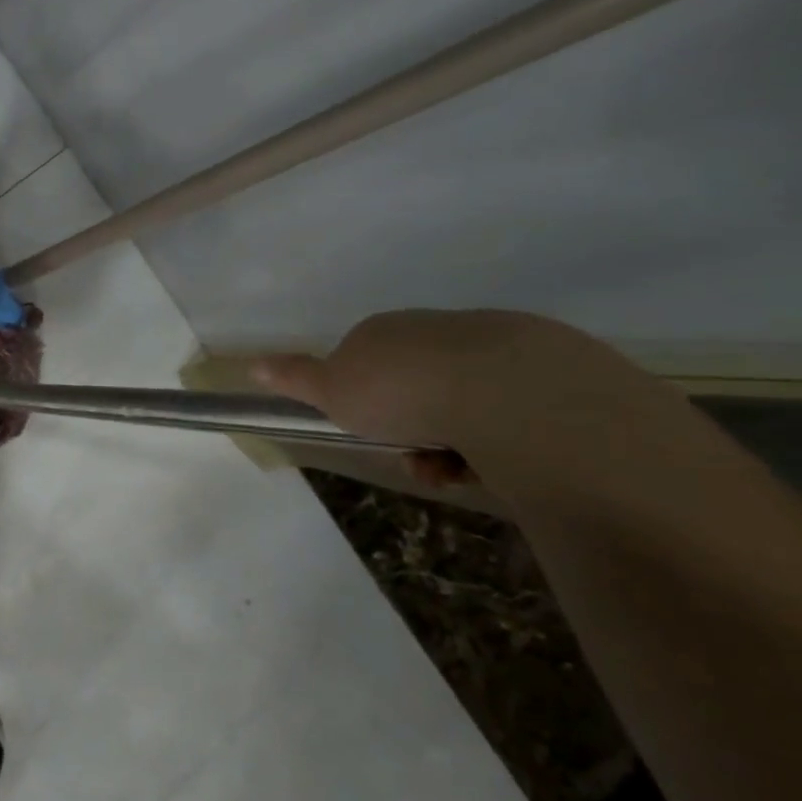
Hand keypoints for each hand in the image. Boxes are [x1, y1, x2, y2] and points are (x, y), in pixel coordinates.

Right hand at [251, 310, 661, 489]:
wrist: (507, 391)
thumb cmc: (400, 391)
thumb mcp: (332, 391)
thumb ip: (295, 378)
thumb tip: (251, 364)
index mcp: (383, 330)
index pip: (363, 361)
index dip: (362, 400)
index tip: (367, 431)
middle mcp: (435, 329)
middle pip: (414, 383)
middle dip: (409, 426)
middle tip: (414, 459)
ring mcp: (494, 344)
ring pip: (461, 400)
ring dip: (451, 441)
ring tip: (454, 470)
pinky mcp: (550, 366)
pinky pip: (509, 409)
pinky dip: (496, 439)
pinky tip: (495, 462)